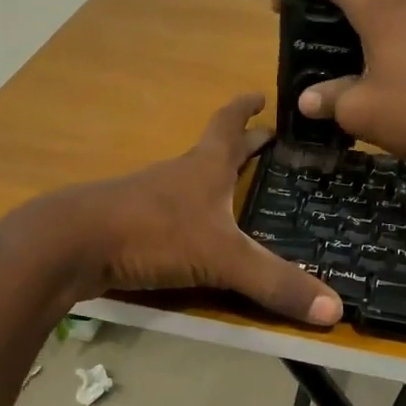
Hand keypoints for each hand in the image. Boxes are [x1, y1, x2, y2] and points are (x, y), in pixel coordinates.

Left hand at [0, 95, 341, 326]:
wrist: (70, 245)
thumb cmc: (151, 233)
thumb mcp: (222, 258)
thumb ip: (275, 283)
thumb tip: (336, 311)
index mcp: (204, 167)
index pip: (229, 126)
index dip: (246, 109)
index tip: (261, 94)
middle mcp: (178, 175)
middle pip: (212, 150)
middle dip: (240, 144)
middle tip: (264, 141)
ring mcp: (149, 198)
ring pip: (188, 181)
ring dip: (212, 178)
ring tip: (234, 188)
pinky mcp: (129, 225)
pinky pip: (168, 213)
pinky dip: (188, 213)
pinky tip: (192, 233)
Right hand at [275, 0, 405, 180]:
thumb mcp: (363, 112)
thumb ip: (330, 100)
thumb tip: (309, 100)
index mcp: (381, 8)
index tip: (280, 0)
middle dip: (333, 13)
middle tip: (317, 46)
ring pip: (393, 14)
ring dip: (368, 34)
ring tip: (356, 70)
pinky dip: (397, 47)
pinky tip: (397, 83)